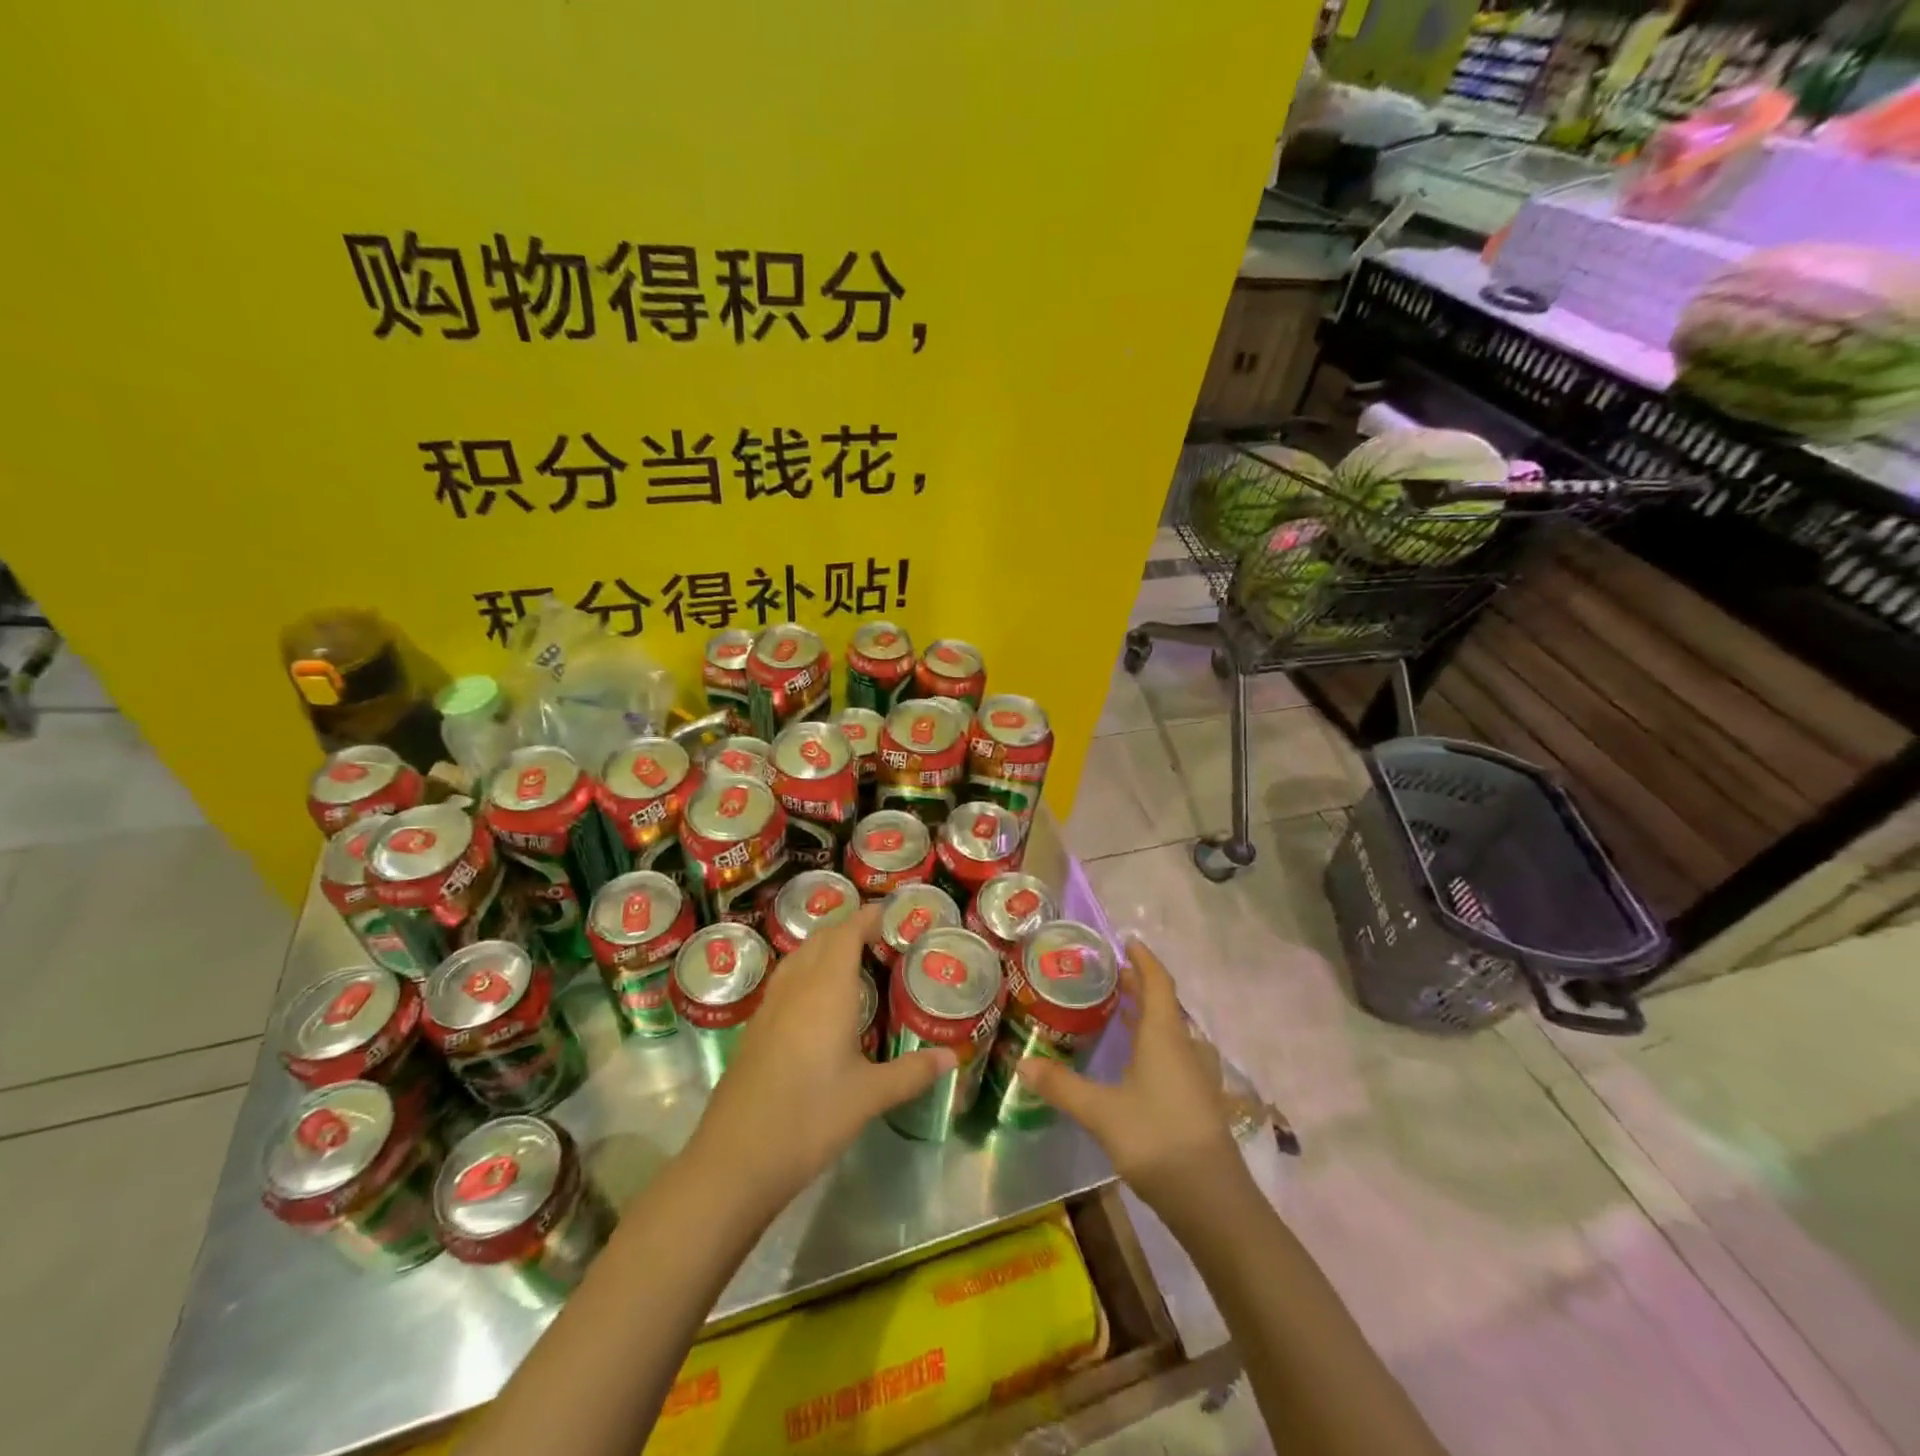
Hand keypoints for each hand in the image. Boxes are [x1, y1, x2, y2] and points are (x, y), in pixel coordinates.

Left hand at [687, 904, 953, 1212]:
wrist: (735, 1159)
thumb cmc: (810, 1118)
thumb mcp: (869, 1096)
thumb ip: (912, 1072)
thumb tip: (951, 1057)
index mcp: (827, 990)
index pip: (846, 933)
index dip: (867, 917)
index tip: (890, 914)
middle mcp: (796, 987)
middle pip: (821, 939)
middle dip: (848, 928)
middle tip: (880, 938)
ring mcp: (769, 1007)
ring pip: (798, 957)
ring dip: (824, 947)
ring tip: (852, 961)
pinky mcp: (755, 1029)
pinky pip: (785, 980)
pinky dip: (807, 971)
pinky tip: (818, 1002)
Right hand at [1016, 938, 1241, 1213]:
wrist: (1211, 1200)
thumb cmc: (1156, 1139)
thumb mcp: (1100, 1111)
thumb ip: (1061, 1085)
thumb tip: (1022, 1062)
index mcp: (1165, 1035)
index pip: (1158, 982)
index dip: (1144, 960)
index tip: (1127, 941)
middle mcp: (1184, 1046)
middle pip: (1163, 1004)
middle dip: (1138, 986)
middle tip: (1108, 976)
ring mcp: (1195, 1075)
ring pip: (1169, 1030)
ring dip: (1146, 1015)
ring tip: (1117, 1011)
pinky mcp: (1197, 1099)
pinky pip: (1172, 1053)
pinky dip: (1152, 1042)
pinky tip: (1133, 1060)